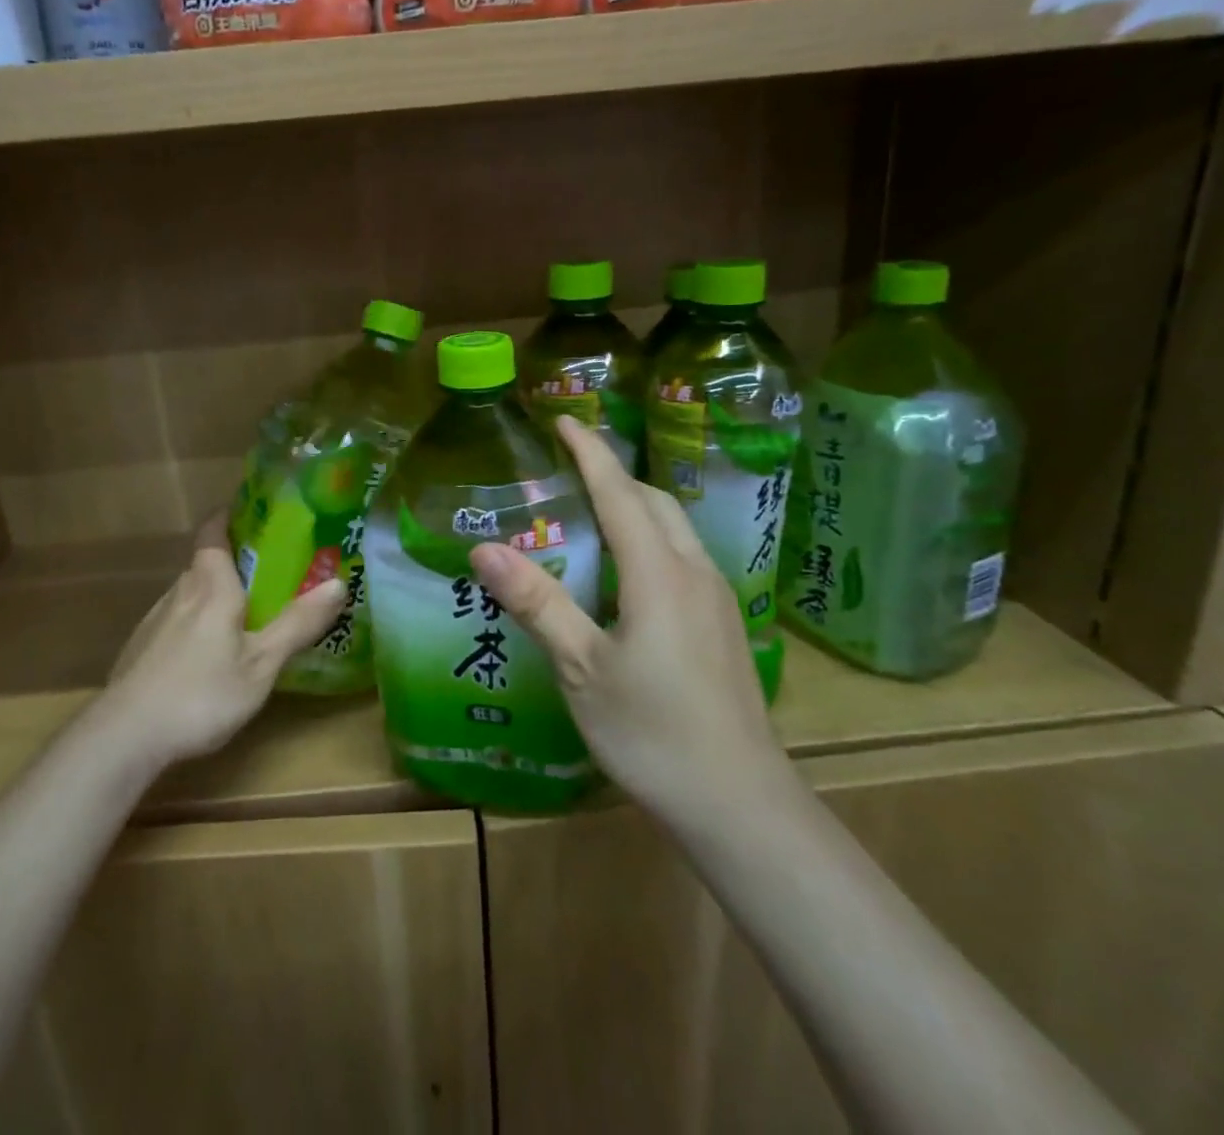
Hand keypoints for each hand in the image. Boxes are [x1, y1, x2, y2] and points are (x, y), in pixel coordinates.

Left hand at [100, 516, 347, 765]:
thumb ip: (298, 623)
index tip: (252, 513)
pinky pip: (176, 621)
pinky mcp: (141, 649)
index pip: (212, 532)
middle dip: (233, 562)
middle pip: (204, 564)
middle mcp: (180, 592)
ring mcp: (155, 620)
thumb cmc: (201, 693)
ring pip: (190, 594)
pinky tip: (207, 655)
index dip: (228, 516)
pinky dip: (195, 623)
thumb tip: (339, 582)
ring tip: (243, 614)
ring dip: (214, 595)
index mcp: (210, 586)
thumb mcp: (261, 664)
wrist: (124, 736)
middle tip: (268, 573)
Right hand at [470, 416, 789, 823]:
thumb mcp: (581, 668)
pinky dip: (649, 540)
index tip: (565, 419)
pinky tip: (626, 575)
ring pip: (674, 530)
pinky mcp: (723, 626)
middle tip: (569, 470)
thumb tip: (484, 548)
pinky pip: (682, 558)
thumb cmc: (652, 732)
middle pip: (654, 502)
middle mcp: (693, 572)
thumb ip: (537, 603)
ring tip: (591, 514)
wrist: (740, 804)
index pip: (619, 493)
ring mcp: (716, 599)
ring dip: (635, 507)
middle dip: (614, 475)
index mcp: (658, 573)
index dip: (590, 453)